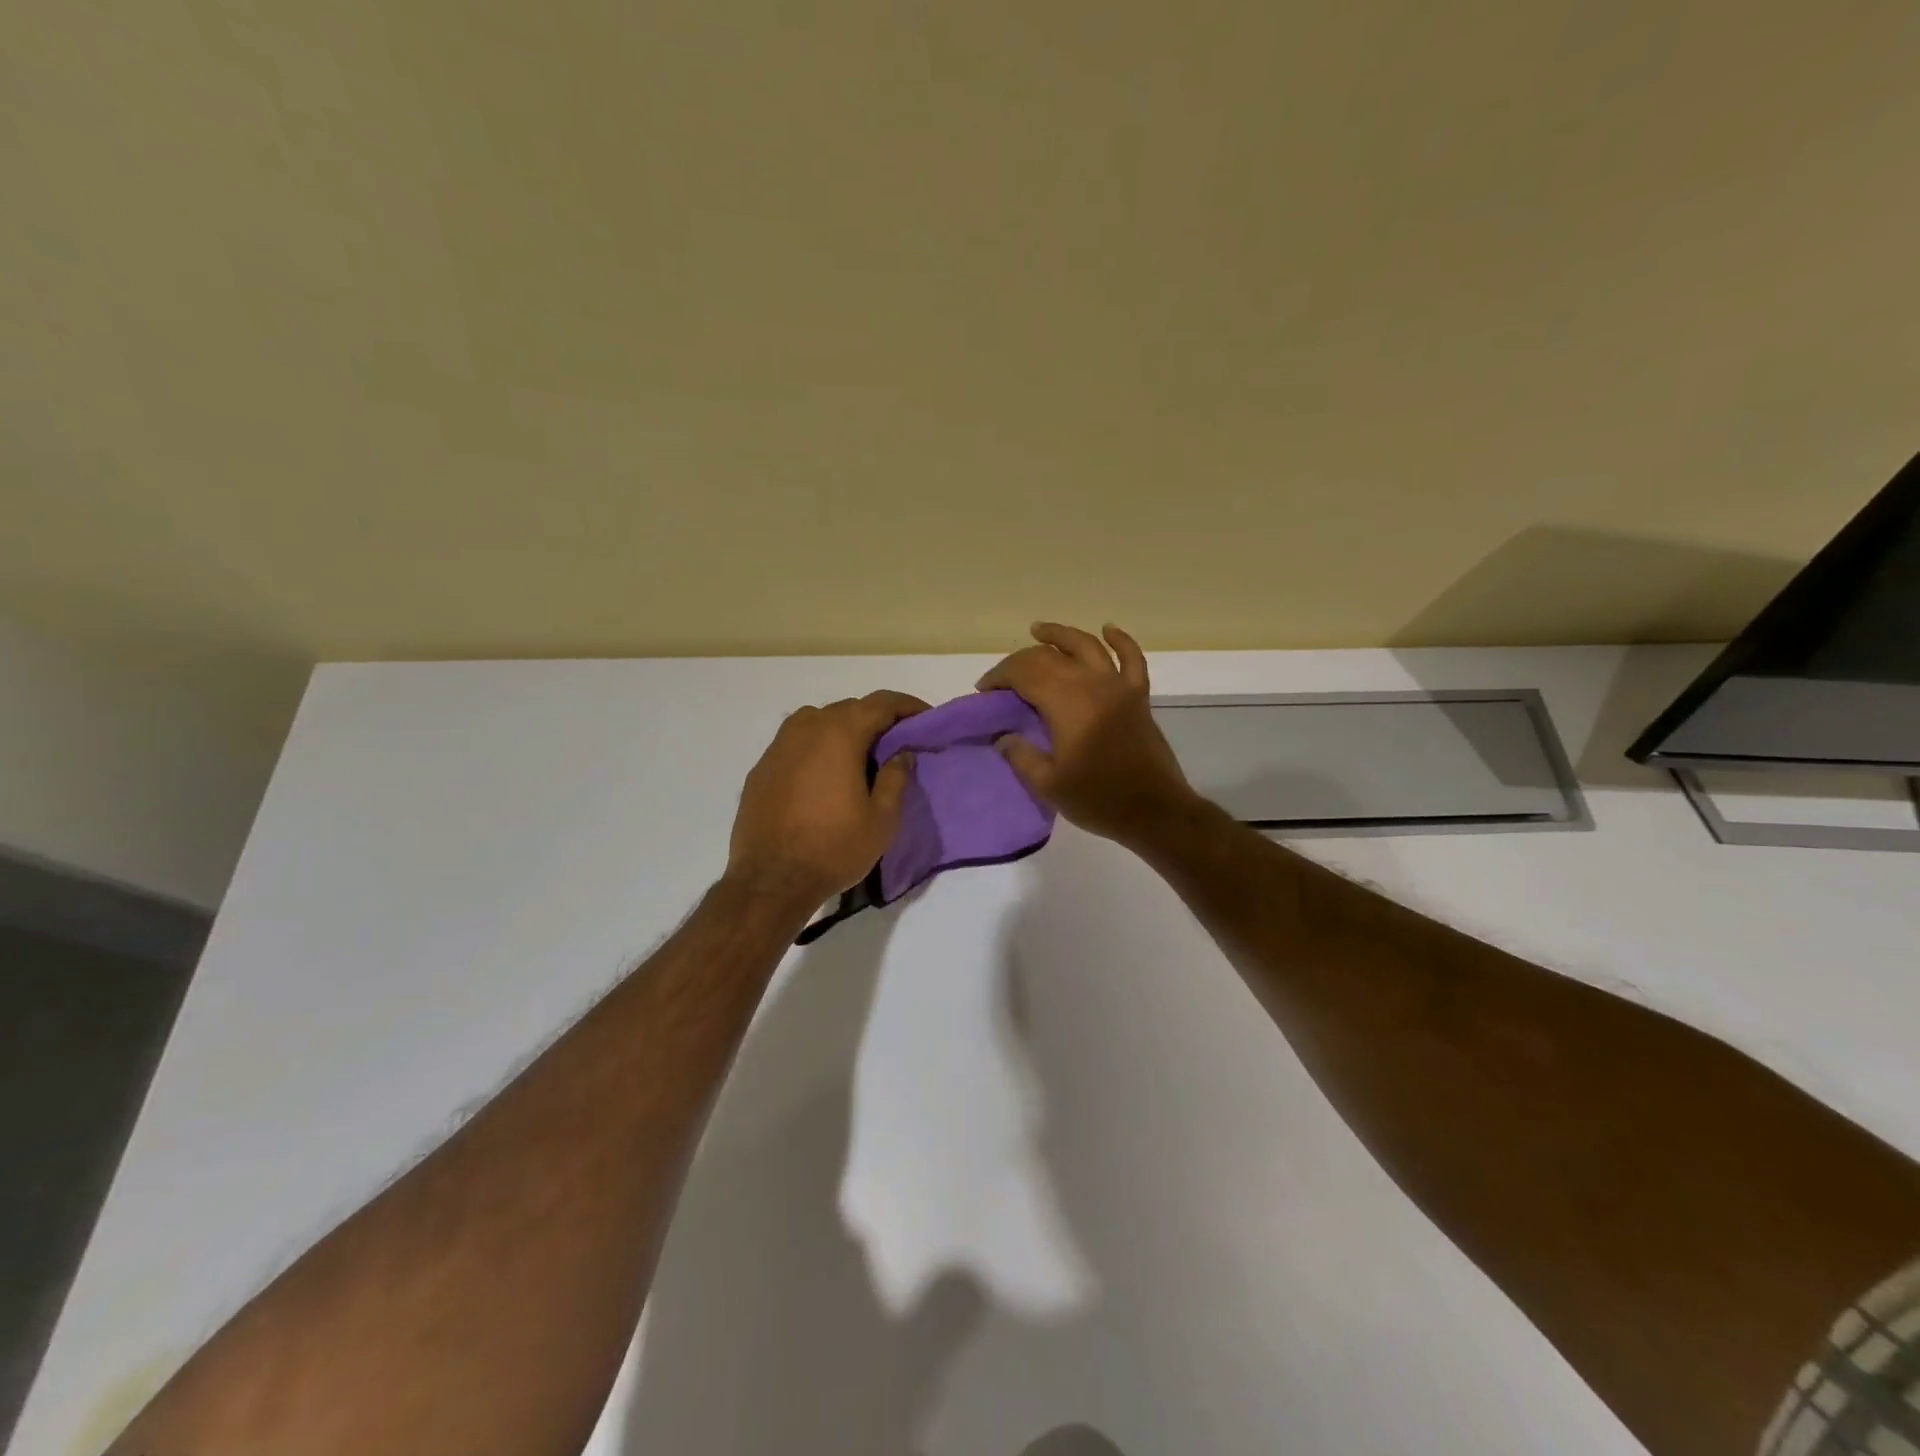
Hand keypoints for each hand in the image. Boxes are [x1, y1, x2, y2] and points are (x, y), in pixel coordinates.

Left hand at [727, 690, 929, 903]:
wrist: (771, 880)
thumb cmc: (834, 848)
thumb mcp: (882, 819)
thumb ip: (896, 778)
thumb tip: (902, 754)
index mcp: (840, 734)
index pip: (881, 703)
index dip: (907, 706)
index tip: (925, 718)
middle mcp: (807, 729)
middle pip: (849, 709)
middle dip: (876, 719)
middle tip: (896, 742)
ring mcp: (779, 746)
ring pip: (818, 722)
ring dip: (843, 730)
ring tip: (859, 756)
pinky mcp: (762, 767)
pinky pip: (796, 743)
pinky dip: (817, 748)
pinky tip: (824, 775)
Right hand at [977, 622, 1195, 845]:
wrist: (1154, 812)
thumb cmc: (1099, 800)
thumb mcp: (1048, 785)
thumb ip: (1021, 755)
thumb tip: (1004, 735)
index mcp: (1067, 704)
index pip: (1025, 673)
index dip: (1000, 676)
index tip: (985, 692)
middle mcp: (1092, 684)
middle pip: (1050, 657)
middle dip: (1020, 661)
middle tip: (1003, 678)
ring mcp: (1119, 686)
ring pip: (1087, 645)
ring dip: (1060, 635)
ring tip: (1039, 630)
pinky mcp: (1138, 696)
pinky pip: (1131, 658)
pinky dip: (1120, 640)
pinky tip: (1108, 629)